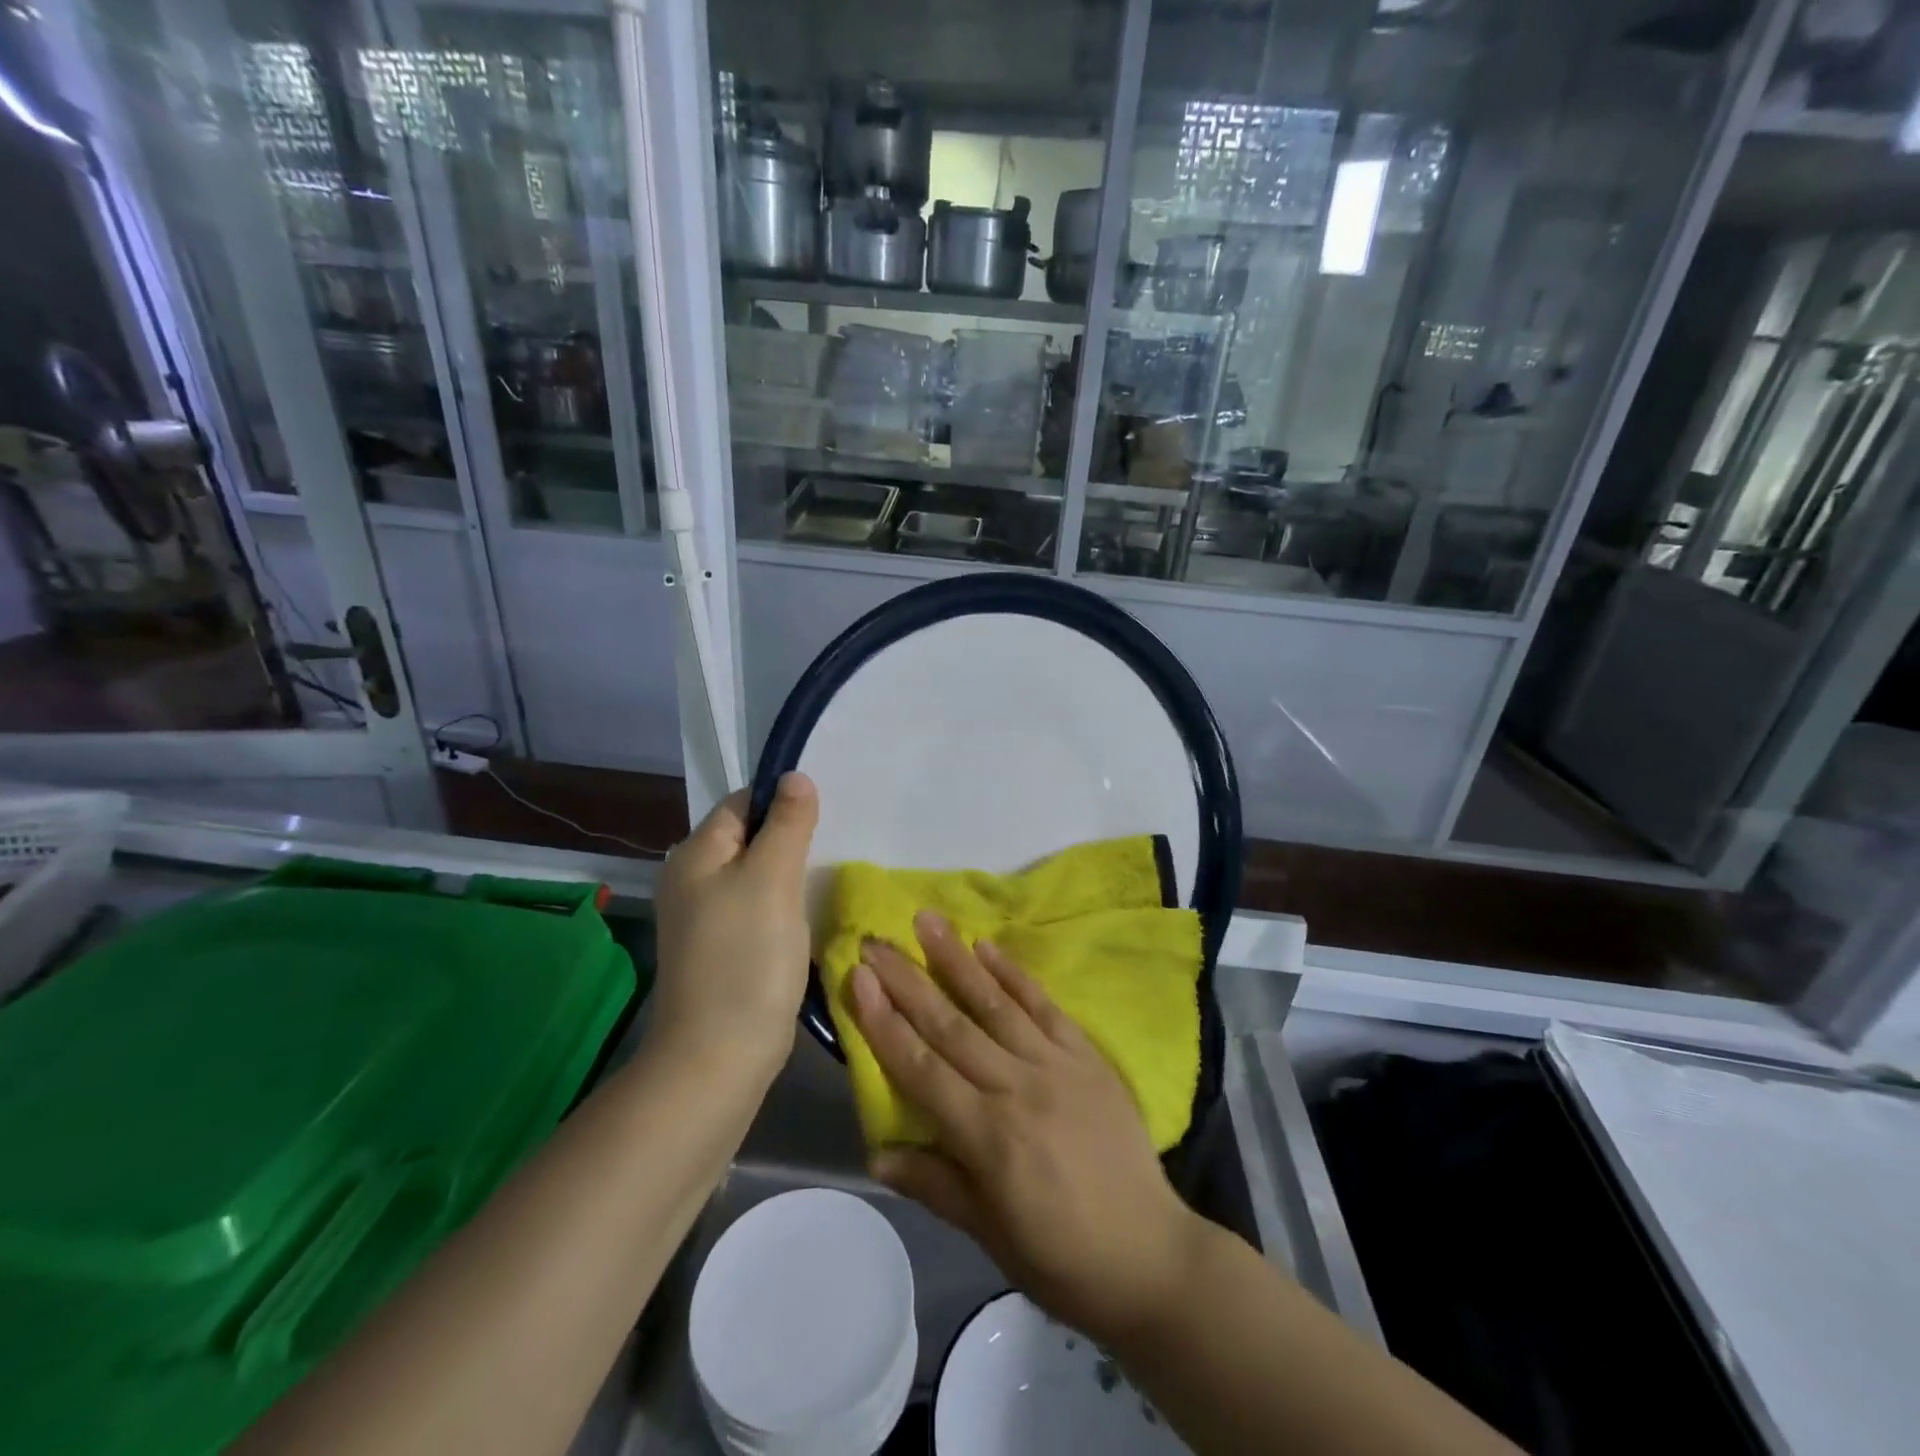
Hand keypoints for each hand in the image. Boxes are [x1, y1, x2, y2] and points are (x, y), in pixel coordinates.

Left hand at [650, 773, 817, 1077]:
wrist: (719, 1055)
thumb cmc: (747, 957)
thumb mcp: (772, 879)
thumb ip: (786, 823)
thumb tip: (795, 776)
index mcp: (695, 855)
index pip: (741, 803)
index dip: (781, 801)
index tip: (823, 816)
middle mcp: (692, 880)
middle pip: (749, 838)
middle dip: (790, 838)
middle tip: (833, 847)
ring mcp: (706, 919)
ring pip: (756, 876)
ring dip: (790, 875)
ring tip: (827, 878)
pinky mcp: (723, 950)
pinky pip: (757, 909)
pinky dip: (783, 906)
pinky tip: (808, 916)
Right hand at [847, 912, 1200, 1344]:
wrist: (1151, 1255)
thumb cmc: (1061, 1257)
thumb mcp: (990, 1235)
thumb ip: (935, 1184)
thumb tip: (876, 1152)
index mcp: (987, 1137)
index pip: (921, 1068)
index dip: (884, 1022)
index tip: (858, 977)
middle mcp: (1017, 1088)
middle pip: (950, 1025)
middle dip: (907, 980)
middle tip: (876, 940)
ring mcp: (1056, 1065)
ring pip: (994, 1003)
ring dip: (957, 959)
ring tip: (927, 920)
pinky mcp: (1087, 1056)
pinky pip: (1044, 1006)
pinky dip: (1014, 974)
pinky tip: (988, 946)